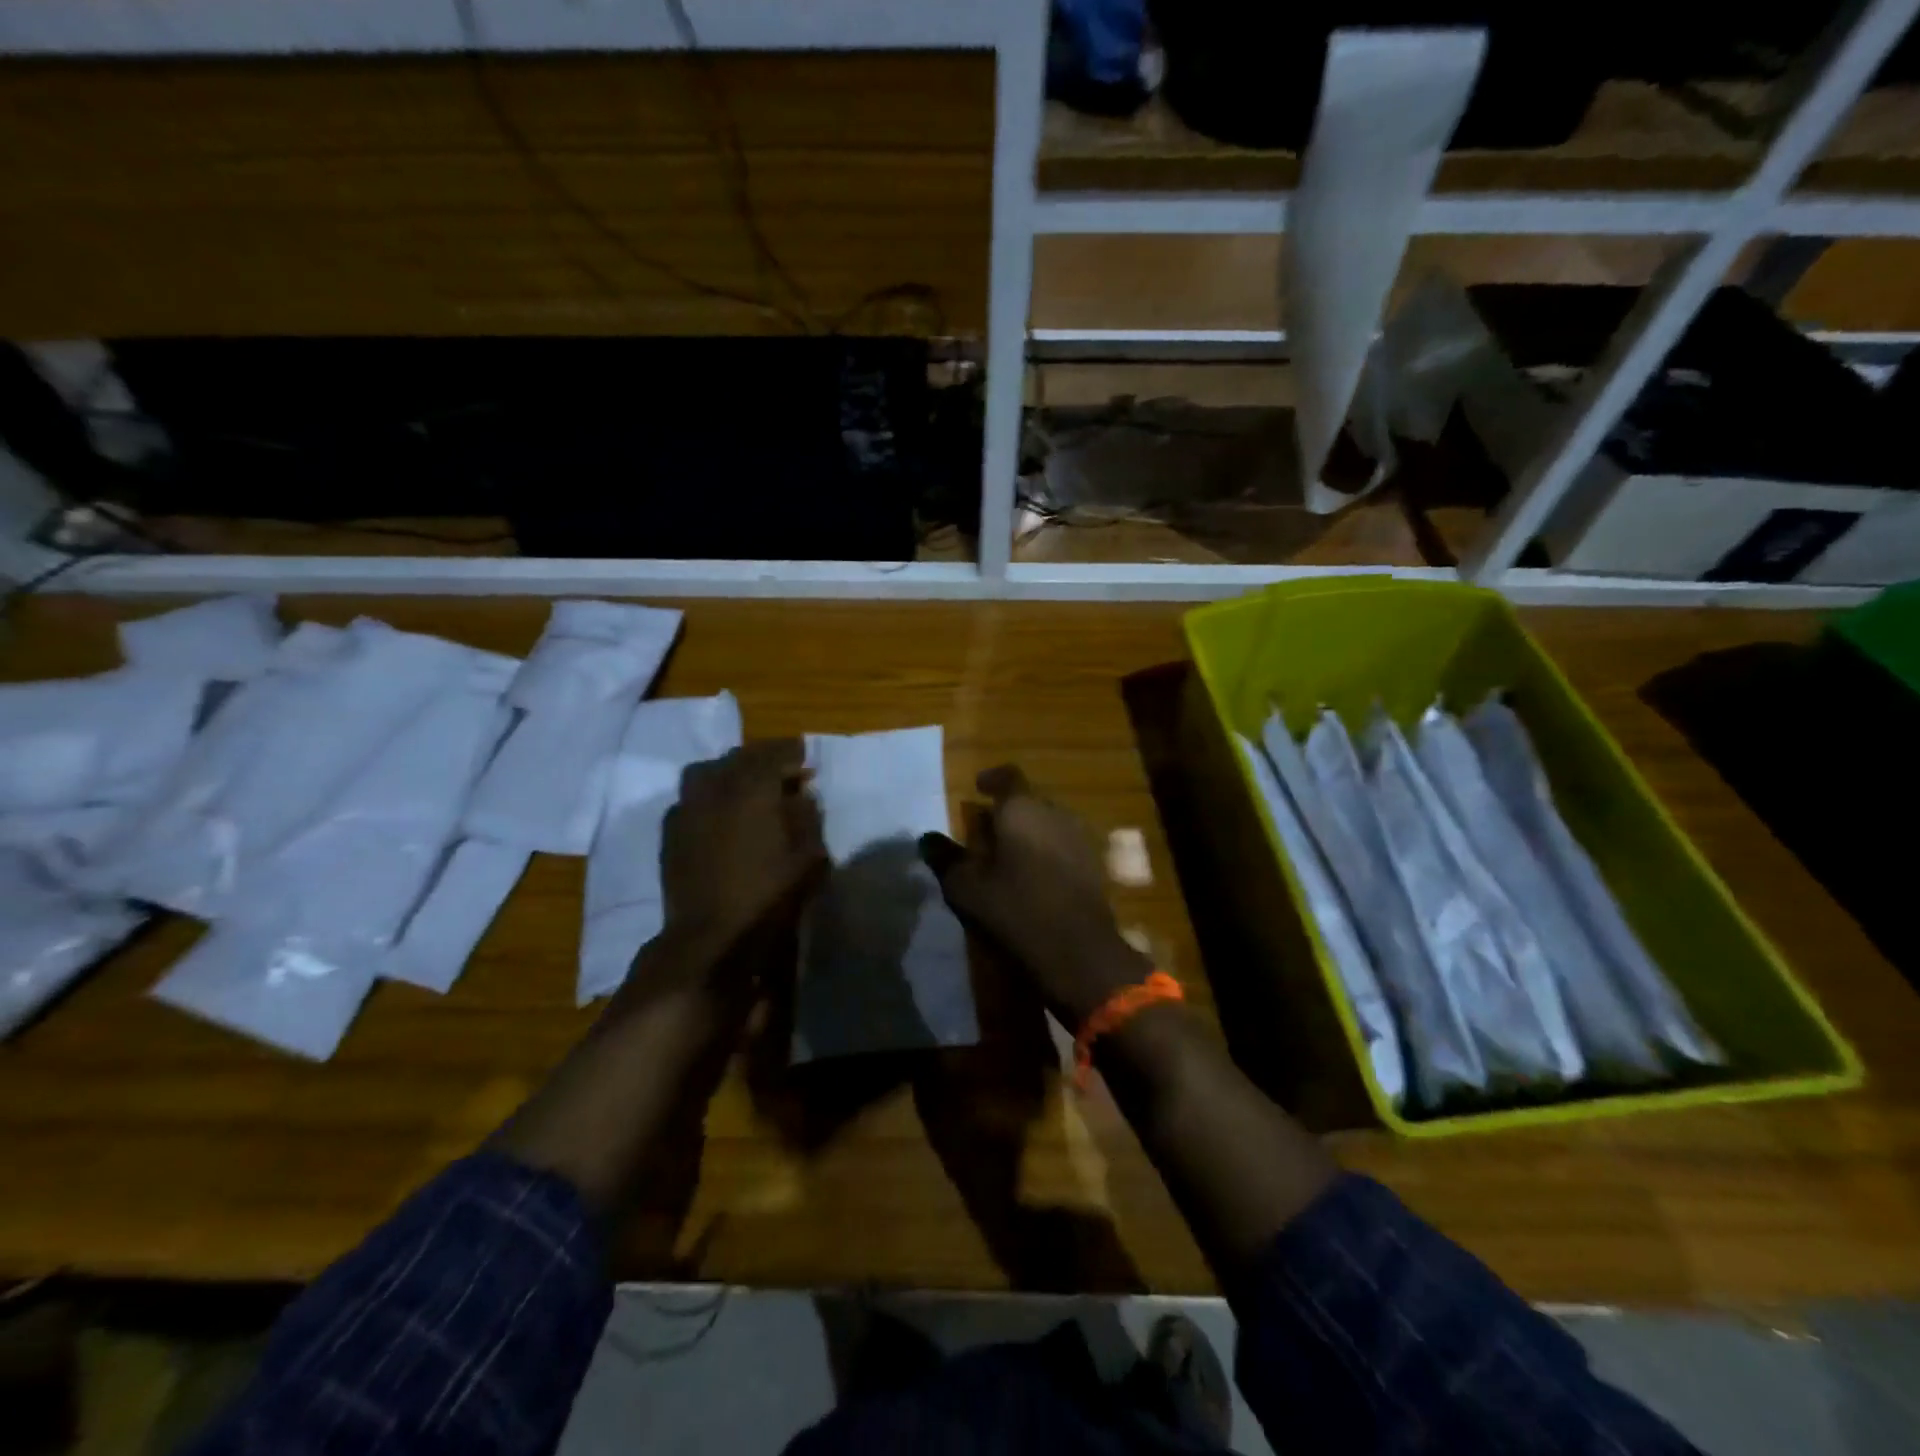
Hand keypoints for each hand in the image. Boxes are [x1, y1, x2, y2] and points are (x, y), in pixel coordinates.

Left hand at [658, 738, 826, 973]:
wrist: (712, 937)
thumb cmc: (769, 895)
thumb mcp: (809, 856)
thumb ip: (807, 817)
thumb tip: (801, 796)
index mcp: (753, 788)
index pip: (774, 752)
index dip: (791, 752)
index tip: (805, 758)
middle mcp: (716, 788)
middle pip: (737, 757)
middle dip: (761, 759)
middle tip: (779, 773)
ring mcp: (687, 809)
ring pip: (706, 772)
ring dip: (728, 772)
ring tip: (745, 789)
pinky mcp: (670, 833)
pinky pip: (689, 799)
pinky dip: (707, 797)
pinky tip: (719, 815)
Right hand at [920, 764, 1149, 1027]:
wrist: (1079, 950)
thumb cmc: (1016, 909)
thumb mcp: (967, 887)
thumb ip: (946, 858)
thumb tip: (927, 839)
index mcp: (1022, 809)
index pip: (1008, 777)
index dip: (992, 779)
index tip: (978, 787)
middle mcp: (1055, 813)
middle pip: (1029, 801)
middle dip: (1008, 811)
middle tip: (986, 832)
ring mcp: (1080, 838)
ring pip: (1048, 823)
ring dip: (1029, 832)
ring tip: (1008, 856)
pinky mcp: (1094, 865)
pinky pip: (1064, 845)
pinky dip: (1047, 852)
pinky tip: (1034, 877)